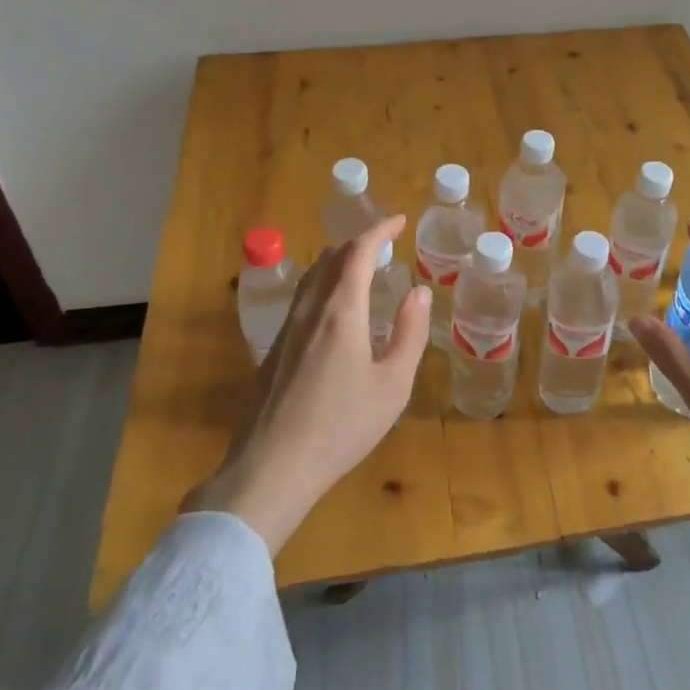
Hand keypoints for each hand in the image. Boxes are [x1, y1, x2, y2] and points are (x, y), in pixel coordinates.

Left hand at [185, 215, 431, 551]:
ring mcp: (287, 329)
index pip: (358, 253)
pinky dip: (324, 283)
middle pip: (331, 258)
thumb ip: (409, 333)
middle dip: (359, 242)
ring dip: (338, 261)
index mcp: (340, 312)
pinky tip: (334, 308)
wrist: (271, 468)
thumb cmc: (341, 427)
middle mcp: (310, 310)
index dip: (379, 231)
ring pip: (312, 277)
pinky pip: (302, 298)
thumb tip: (418, 293)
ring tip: (360, 267)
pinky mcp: (274, 350)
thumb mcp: (392, 385)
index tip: (398, 221)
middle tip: (384, 243)